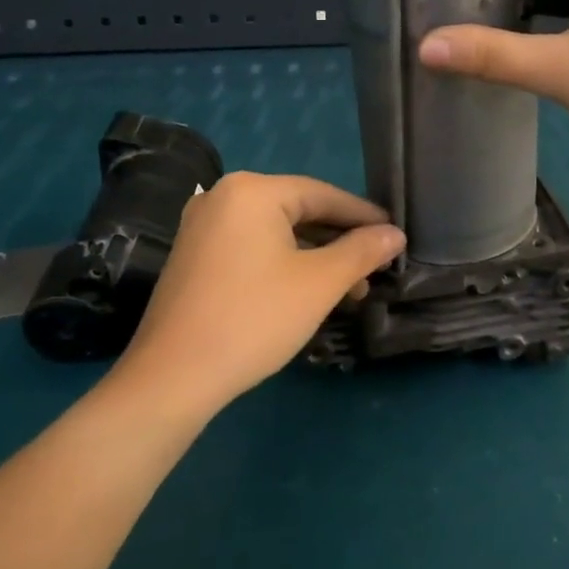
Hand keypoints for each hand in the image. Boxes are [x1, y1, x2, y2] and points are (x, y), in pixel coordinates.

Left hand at [116, 172, 403, 405]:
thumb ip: (362, 251)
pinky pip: (251, 248)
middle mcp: (222, 197)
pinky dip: (284, 264)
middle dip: (340, 242)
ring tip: (348, 291)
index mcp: (252, 191)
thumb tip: (395, 233)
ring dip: (315, 258)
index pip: (323, 194)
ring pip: (276, 233)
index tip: (396, 234)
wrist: (172, 377)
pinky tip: (307, 292)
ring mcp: (202, 227)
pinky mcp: (194, 257)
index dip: (363, 215)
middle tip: (374, 269)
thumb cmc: (254, 319)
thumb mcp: (319, 283)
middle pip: (298, 211)